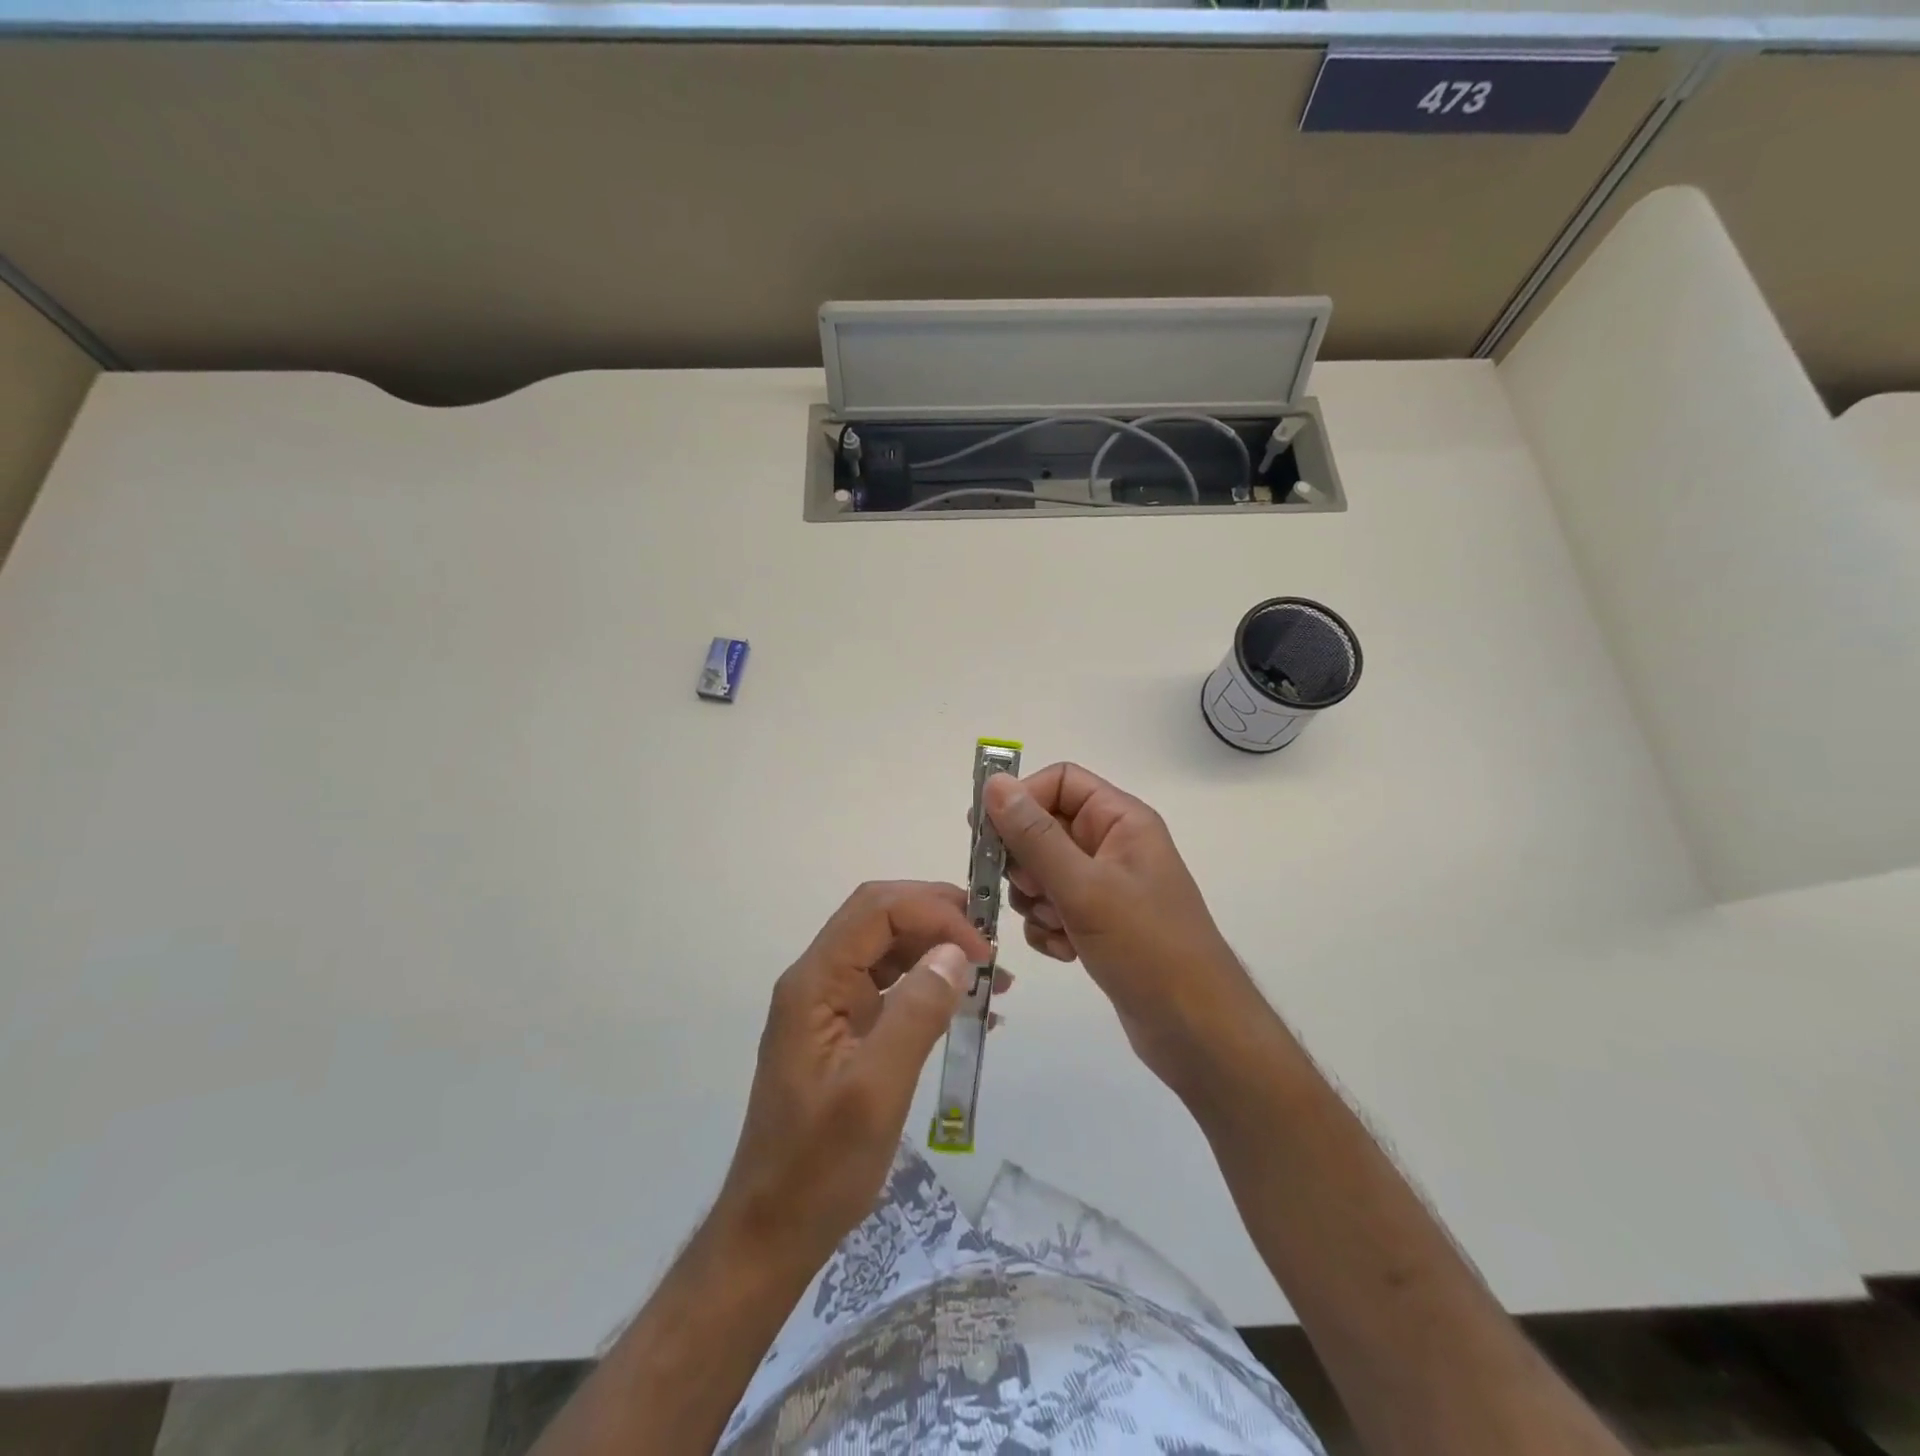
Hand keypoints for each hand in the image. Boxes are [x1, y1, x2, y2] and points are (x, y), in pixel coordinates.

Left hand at [712, 881, 995, 1272]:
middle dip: (938, 918)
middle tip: (992, 946)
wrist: (773, 1231)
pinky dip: (932, 985)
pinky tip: (970, 1009)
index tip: (982, 952)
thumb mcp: (875, 1091)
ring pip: (889, 948)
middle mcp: (819, 981)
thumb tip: (956, 953)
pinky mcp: (846, 1031)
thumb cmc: (819, 1167)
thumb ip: (915, 1014)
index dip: (934, 913)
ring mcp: (831, 1005)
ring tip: (993, 978)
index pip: (877, 911)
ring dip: (939, 950)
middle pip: (881, 917)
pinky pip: (892, 986)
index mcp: (814, 983)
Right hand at [983, 764, 1259, 1096]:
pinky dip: (1050, 929)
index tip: (985, 832)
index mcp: (1121, 820)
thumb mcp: (1084, 887)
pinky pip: (1052, 910)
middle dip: (1026, 863)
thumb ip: (1034, 836)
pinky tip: (1068, 952)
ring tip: (1059, 926)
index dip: (1021, 800)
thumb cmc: (1147, 947)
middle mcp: (1113, 845)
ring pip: (1042, 873)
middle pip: (1044, 829)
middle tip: (1030, 891)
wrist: (1196, 1031)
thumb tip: (994, 783)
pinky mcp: (1098, 924)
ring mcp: (1106, 887)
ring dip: (1036, 902)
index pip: (1059, 782)